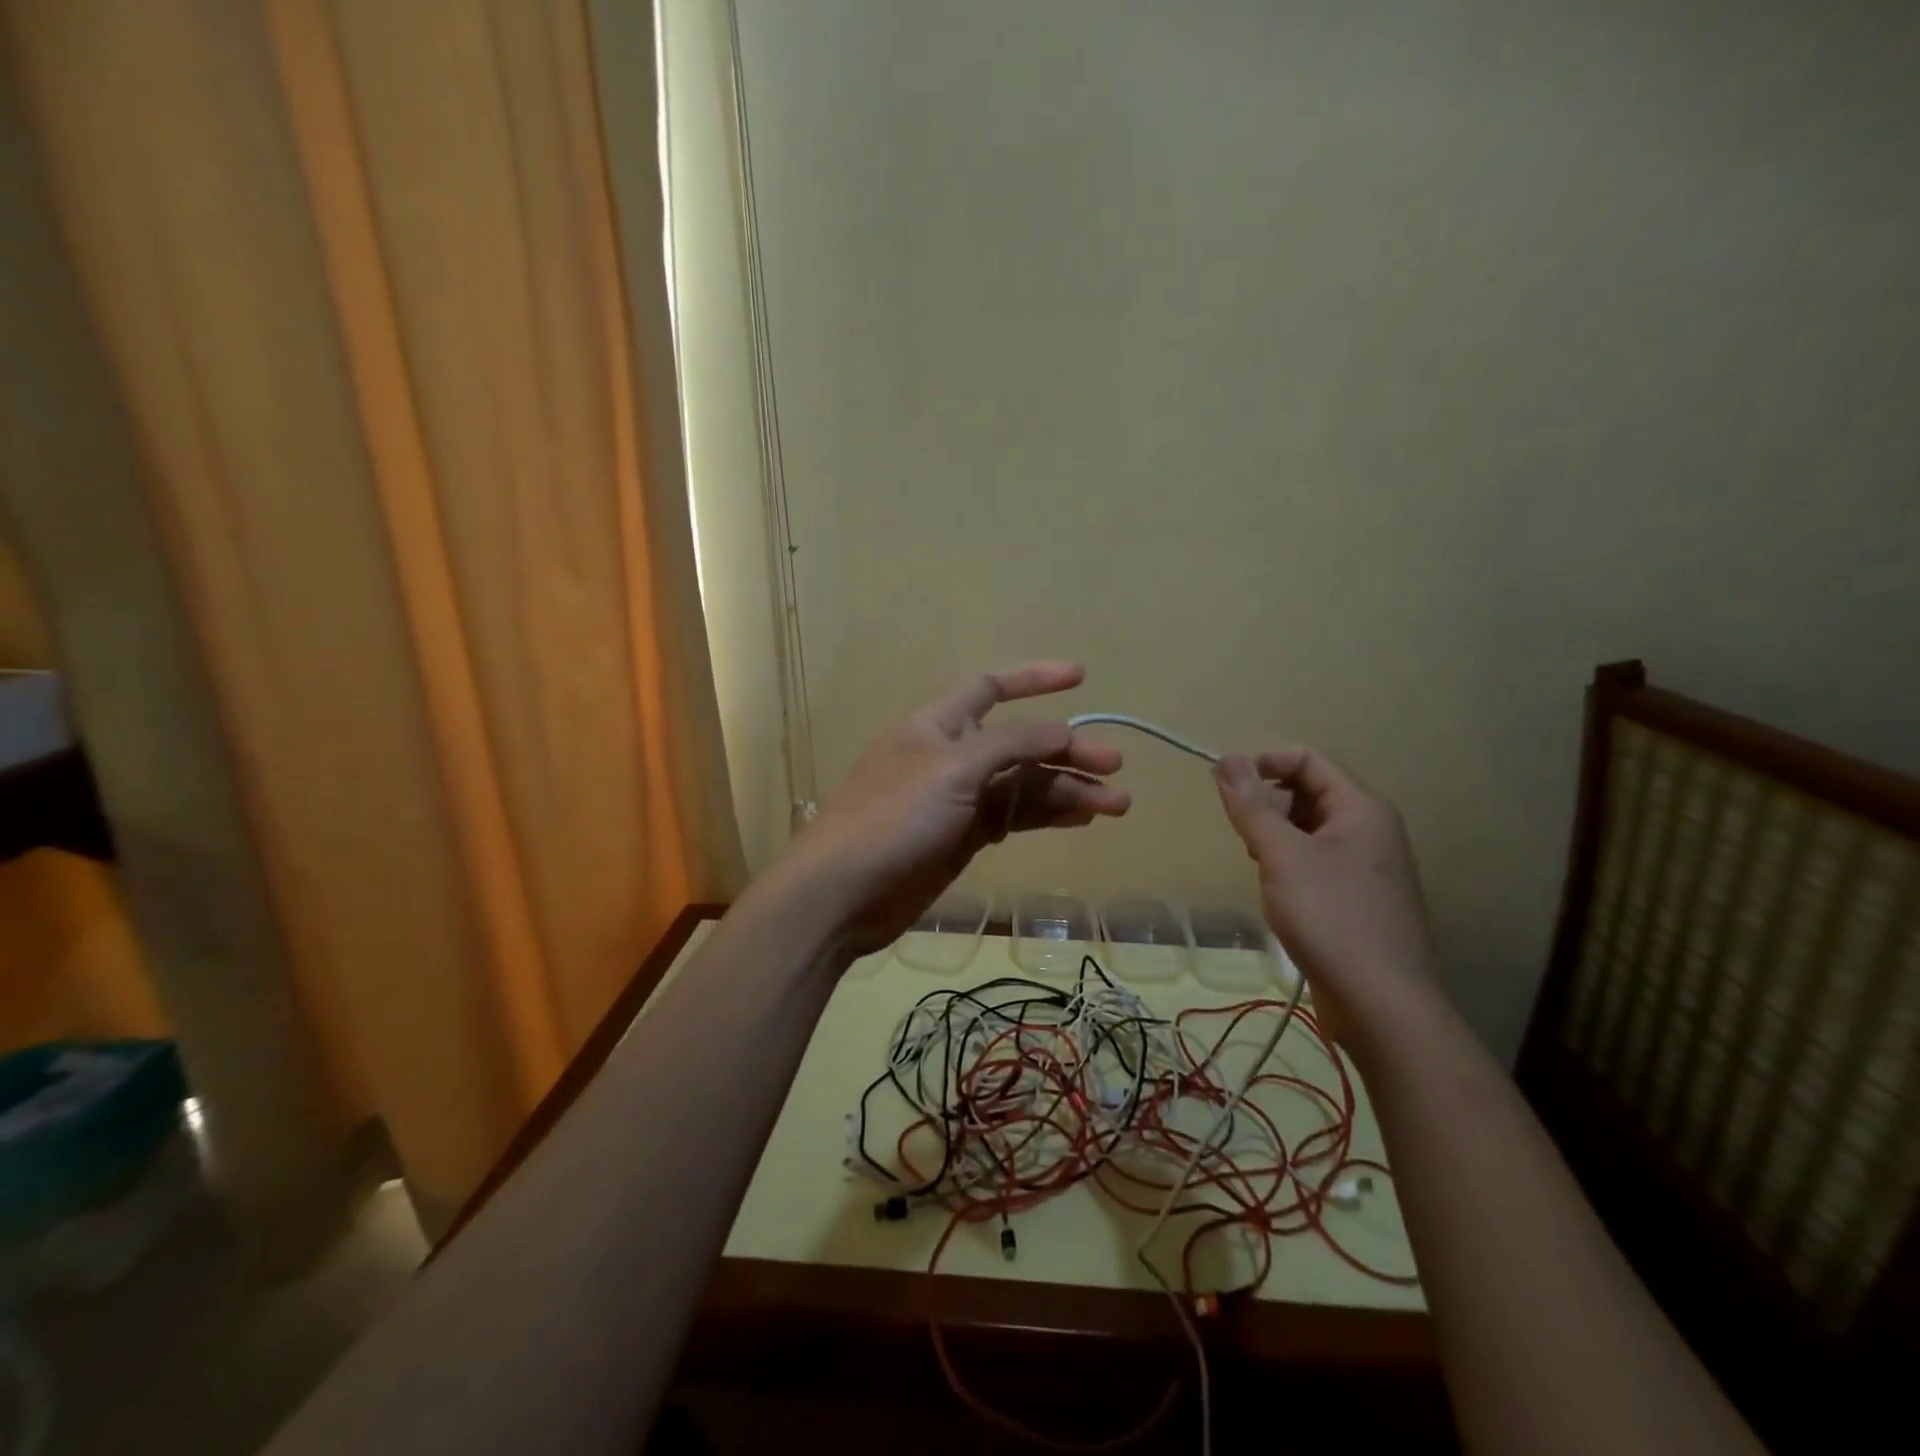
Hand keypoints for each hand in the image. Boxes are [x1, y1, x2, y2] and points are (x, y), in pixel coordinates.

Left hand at [783, 661, 1130, 951]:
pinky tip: (1081, 819)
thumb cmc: (894, 816)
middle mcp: (951, 755)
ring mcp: (958, 800)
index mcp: (938, 724)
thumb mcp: (954, 768)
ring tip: (1117, 804)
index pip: (991, 687)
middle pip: (1020, 743)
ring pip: (1022, 785)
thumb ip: (1012, 744)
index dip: (1034, 678)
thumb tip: (1062, 731)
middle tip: (1115, 766)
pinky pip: (1013, 817)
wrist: (843, 894)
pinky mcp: (963, 838)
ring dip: (1067, 790)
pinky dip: (1045, 815)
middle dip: (1066, 750)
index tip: (1081, 677)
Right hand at [1213, 747, 1436, 1046]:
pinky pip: (1315, 862)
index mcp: (1361, 810)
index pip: (1308, 761)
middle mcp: (1369, 831)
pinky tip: (1276, 893)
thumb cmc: (1330, 917)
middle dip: (1267, 805)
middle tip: (1242, 835)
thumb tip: (1226, 759)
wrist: (1380, 1004)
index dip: (1263, 763)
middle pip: (1308, 793)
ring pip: (1308, 830)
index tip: (1223, 785)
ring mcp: (1366, 867)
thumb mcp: (1282, 856)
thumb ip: (1252, 807)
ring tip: (1258, 865)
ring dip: (1275, 837)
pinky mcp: (1356, 899)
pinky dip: (1288, 865)